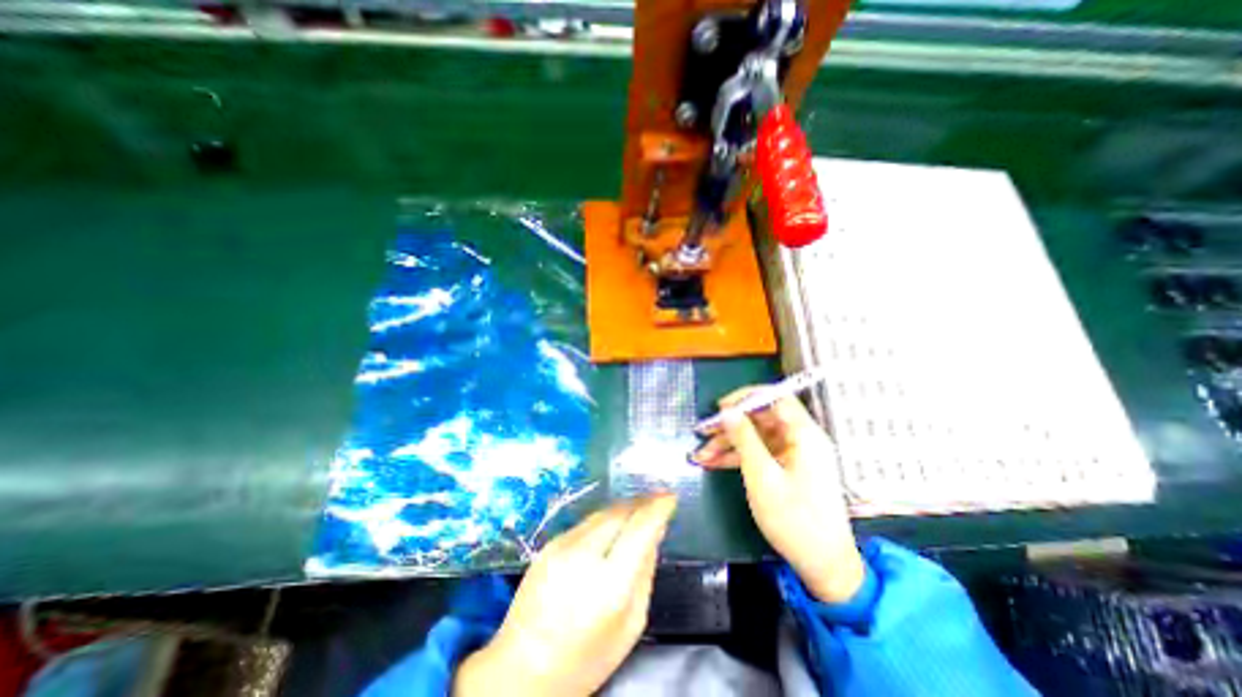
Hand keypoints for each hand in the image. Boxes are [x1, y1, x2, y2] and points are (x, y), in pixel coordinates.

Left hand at [456, 494, 675, 695]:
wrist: (521, 669)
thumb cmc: (584, 658)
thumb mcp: (629, 625)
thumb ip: (645, 574)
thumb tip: (654, 533)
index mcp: (609, 584)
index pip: (640, 529)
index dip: (658, 508)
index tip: (670, 497)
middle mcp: (584, 556)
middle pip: (620, 512)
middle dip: (642, 502)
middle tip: (657, 499)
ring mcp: (561, 546)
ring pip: (602, 513)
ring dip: (624, 508)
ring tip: (639, 508)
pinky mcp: (548, 544)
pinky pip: (585, 522)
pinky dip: (604, 519)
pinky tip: (612, 525)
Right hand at [698, 388, 865, 602]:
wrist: (823, 565)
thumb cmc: (794, 519)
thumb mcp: (762, 476)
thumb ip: (744, 439)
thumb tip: (727, 411)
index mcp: (804, 435)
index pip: (776, 398)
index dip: (747, 397)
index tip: (721, 407)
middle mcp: (801, 439)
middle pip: (761, 419)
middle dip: (730, 425)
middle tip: (703, 433)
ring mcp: (793, 455)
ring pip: (756, 437)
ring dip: (728, 444)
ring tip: (701, 455)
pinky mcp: (787, 469)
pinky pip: (759, 454)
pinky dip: (737, 457)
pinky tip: (713, 463)